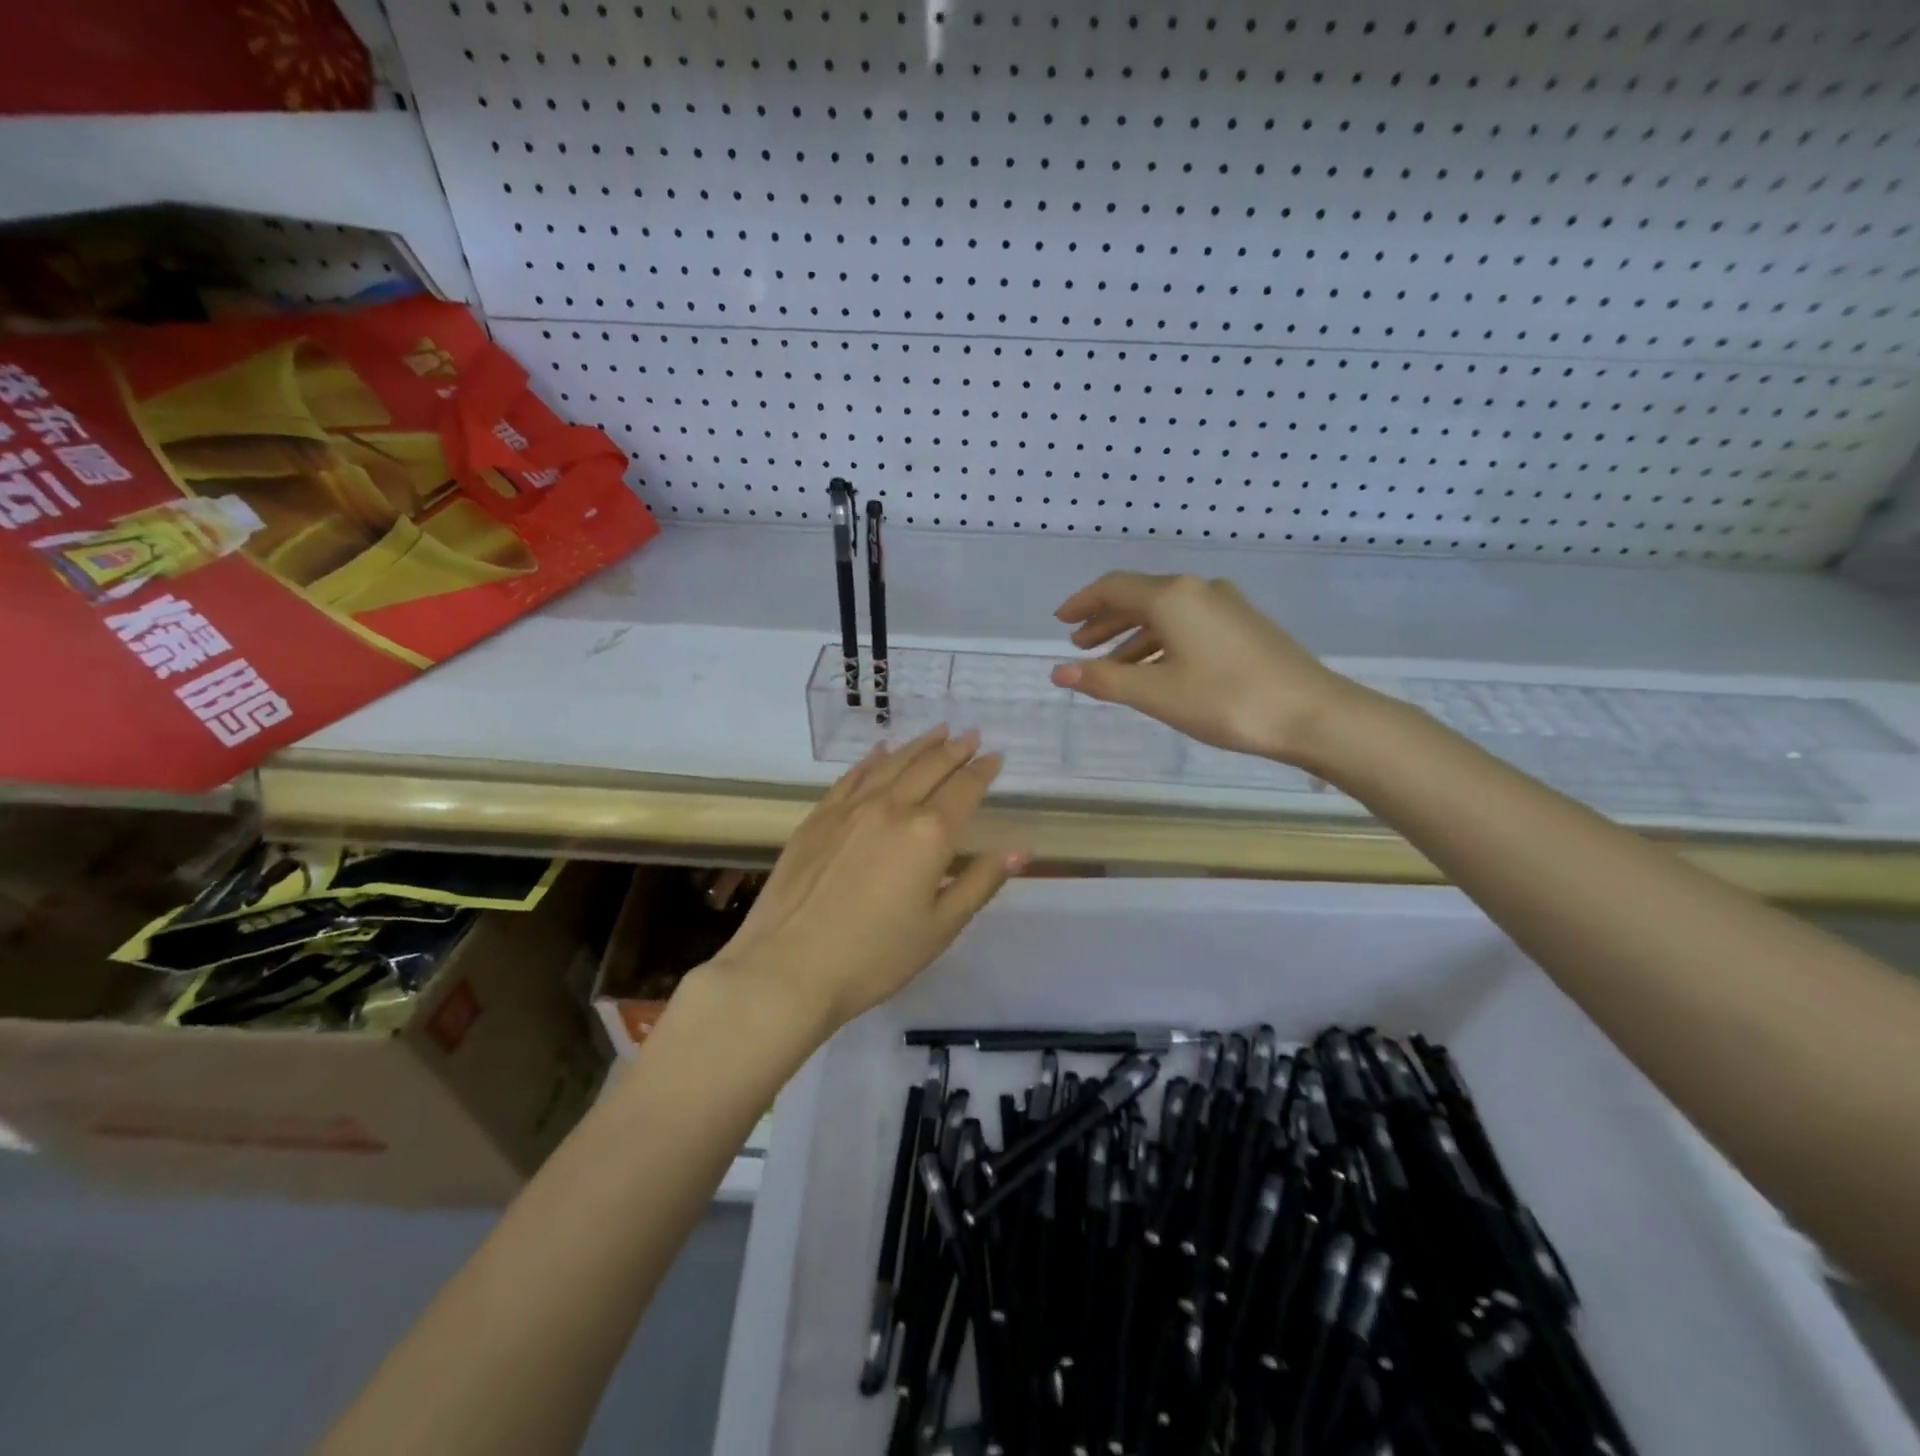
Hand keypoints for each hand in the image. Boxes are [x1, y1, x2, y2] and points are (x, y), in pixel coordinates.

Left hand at [704, 727, 1027, 1034]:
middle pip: (930, 767)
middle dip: (955, 749)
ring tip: (938, 731)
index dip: (983, 771)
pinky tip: (881, 751)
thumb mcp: (940, 928)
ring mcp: (850, 809)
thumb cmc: (874, 957)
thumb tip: (1021, 851)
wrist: (787, 969)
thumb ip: (980, 883)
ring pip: (892, 763)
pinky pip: (852, 776)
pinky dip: (872, 759)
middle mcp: (892, 808)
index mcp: (929, 834)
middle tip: (971, 735)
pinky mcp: (818, 818)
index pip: (964, 789)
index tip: (996, 756)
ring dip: (919, 745)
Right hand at [1050, 572, 1363, 765]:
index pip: (1114, 588)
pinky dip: (1161, 642)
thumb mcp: (1156, 693)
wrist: (1312, 713)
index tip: (1060, 622)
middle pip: (1139, 597)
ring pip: (1165, 614)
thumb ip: (1105, 680)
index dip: (1082, 603)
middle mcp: (1198, 590)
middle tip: (1079, 644)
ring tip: (1111, 664)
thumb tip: (1059, 672)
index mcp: (1173, 596)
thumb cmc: (1226, 700)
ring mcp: (1226, 606)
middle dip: (1105, 620)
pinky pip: (1187, 625)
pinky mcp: (1244, 625)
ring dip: (1133, 635)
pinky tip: (1155, 669)